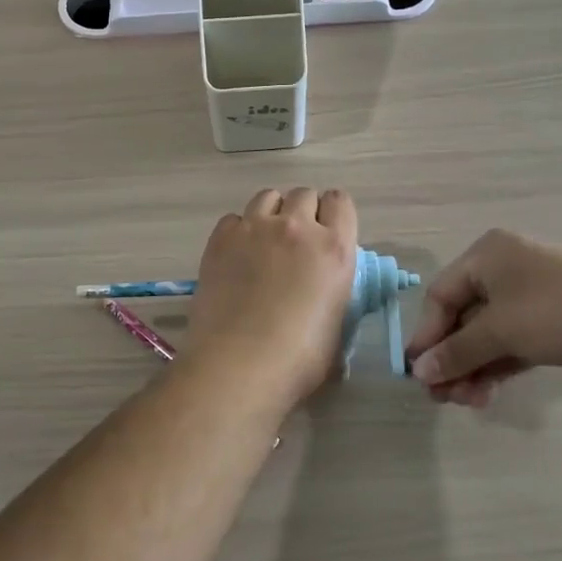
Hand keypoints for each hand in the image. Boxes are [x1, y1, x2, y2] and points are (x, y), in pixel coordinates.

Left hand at [186, 188, 357, 406]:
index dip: (334, 215)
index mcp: (334, 249)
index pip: (341, 202)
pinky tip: (236, 256)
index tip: (328, 233)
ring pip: (268, 196)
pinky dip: (238, 230)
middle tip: (296, 242)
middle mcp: (296, 228)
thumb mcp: (337, 328)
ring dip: (272, 213)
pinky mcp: (220, 239)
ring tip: (265, 242)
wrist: (238, 366)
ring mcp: (254, 229)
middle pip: (303, 194)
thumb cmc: (299, 360)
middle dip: (303, 212)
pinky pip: (234, 218)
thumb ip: (335, 296)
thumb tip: (327, 295)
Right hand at [406, 229, 561, 406]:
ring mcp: (527, 297)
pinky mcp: (547, 323)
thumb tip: (417, 371)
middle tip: (442, 396)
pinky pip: (508, 343)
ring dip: (471, 367)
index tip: (417, 373)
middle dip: (451, 357)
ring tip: (467, 402)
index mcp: (487, 255)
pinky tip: (484, 393)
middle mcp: (503, 270)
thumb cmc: (558, 313)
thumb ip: (457, 351)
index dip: (427, 335)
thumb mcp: (501, 330)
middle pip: (462, 316)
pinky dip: (494, 366)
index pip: (441, 295)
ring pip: (485, 334)